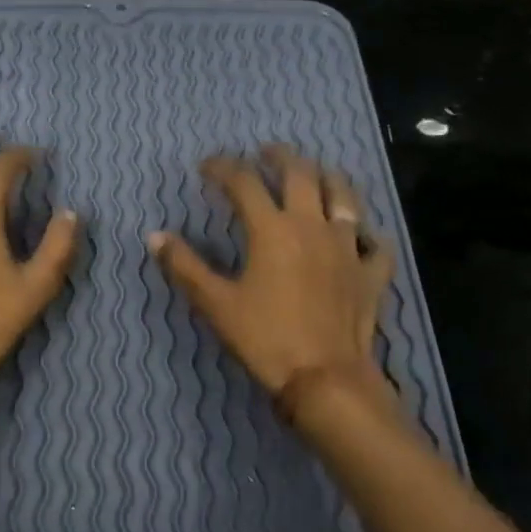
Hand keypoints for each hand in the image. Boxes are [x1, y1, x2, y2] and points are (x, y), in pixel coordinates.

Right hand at [149, 144, 398, 413]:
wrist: (326, 379)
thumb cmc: (265, 338)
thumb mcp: (215, 303)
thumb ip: (184, 266)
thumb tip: (155, 236)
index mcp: (272, 229)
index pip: (244, 182)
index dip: (223, 168)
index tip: (206, 167)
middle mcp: (312, 226)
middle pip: (301, 174)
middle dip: (281, 157)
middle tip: (266, 152)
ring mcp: (348, 247)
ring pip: (345, 196)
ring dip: (328, 178)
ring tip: (316, 174)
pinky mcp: (371, 274)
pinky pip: (375, 243)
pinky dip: (366, 233)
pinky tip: (360, 235)